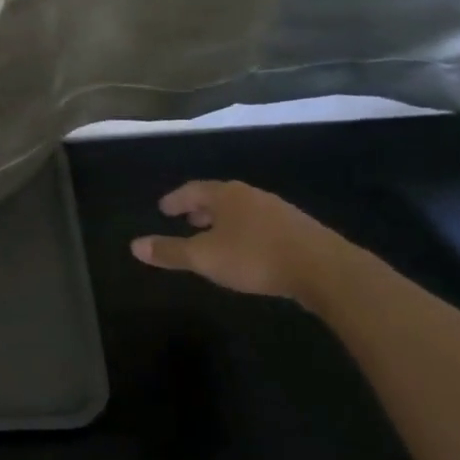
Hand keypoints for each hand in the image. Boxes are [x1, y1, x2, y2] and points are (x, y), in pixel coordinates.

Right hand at [130, 180, 345, 302]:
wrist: (324, 270)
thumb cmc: (255, 257)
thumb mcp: (205, 257)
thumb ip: (170, 251)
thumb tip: (134, 246)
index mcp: (226, 195)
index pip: (192, 190)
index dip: (176, 199)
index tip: (163, 208)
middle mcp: (251, 196)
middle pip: (219, 197)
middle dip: (200, 208)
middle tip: (187, 219)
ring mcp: (278, 210)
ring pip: (242, 210)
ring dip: (225, 220)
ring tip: (215, 236)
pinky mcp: (299, 229)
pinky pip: (262, 224)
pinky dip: (246, 231)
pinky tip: (248, 250)